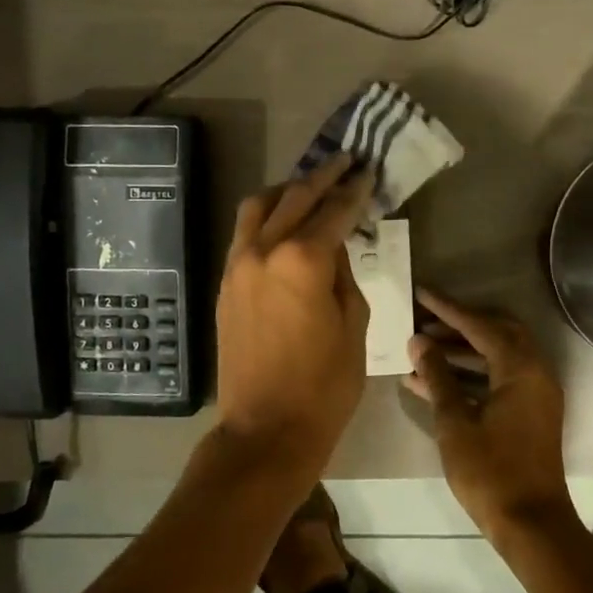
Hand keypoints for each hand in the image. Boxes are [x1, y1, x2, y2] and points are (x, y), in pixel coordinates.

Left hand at [213, 154, 374, 484]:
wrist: (265, 429)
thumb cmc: (324, 385)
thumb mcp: (353, 325)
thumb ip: (343, 274)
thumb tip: (332, 247)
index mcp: (302, 261)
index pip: (334, 211)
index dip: (354, 190)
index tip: (368, 172)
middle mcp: (263, 251)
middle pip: (295, 198)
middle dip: (323, 177)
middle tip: (345, 162)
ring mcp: (237, 265)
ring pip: (258, 207)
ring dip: (286, 190)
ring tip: (309, 186)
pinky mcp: (225, 283)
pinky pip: (244, 233)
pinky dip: (265, 217)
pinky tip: (282, 222)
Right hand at [402, 288, 569, 534]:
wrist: (530, 524)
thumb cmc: (490, 472)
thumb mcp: (455, 422)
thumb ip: (437, 376)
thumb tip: (419, 342)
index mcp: (521, 369)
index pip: (480, 326)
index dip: (448, 309)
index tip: (421, 293)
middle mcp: (535, 372)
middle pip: (496, 333)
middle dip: (459, 324)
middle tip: (425, 321)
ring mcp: (536, 393)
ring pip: (498, 356)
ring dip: (463, 350)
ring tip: (422, 350)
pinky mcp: (530, 413)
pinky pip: (500, 378)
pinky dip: (472, 374)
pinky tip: (433, 382)